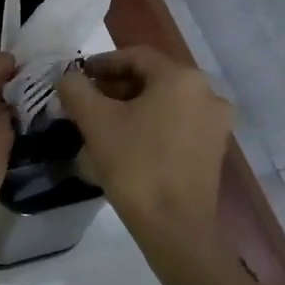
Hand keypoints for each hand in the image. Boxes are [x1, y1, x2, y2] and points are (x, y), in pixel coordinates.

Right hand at [57, 46, 231, 243]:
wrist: (175, 228)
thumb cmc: (135, 165)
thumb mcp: (95, 122)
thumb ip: (76, 89)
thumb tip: (68, 78)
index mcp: (182, 78)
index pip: (135, 56)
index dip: (102, 63)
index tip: (78, 78)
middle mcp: (208, 92)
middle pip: (153, 78)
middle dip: (116, 86)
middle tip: (87, 102)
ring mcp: (216, 122)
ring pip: (166, 101)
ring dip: (133, 106)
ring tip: (103, 123)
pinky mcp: (215, 148)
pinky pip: (179, 123)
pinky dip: (153, 124)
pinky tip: (129, 142)